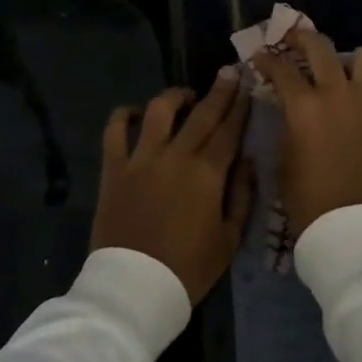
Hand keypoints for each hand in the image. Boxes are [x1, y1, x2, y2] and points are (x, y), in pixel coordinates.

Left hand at [91, 68, 254, 303]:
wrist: (135, 289)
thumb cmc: (188, 269)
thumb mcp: (229, 239)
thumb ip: (243, 196)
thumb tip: (248, 161)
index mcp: (208, 173)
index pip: (229, 130)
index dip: (240, 106)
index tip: (248, 86)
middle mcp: (176, 156)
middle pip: (201, 113)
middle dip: (219, 90)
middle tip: (229, 72)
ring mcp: (141, 159)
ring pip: (159, 111)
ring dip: (175, 96)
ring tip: (185, 95)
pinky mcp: (114, 169)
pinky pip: (115, 131)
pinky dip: (123, 116)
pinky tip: (134, 112)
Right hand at [253, 28, 361, 236]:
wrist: (351, 230)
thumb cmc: (306, 199)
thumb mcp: (284, 157)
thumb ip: (287, 123)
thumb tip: (289, 106)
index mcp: (305, 106)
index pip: (281, 68)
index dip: (266, 59)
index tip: (260, 56)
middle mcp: (338, 95)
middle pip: (321, 47)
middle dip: (303, 38)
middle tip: (293, 41)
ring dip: (347, 58)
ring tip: (337, 69)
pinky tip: (352, 111)